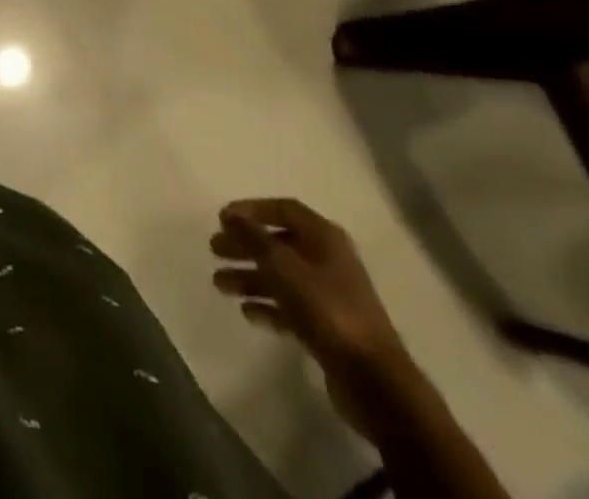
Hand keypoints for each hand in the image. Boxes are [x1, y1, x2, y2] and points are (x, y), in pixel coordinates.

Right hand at [211, 199, 411, 432]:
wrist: (373, 379)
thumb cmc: (326, 308)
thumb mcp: (283, 266)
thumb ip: (254, 238)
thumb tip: (231, 215)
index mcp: (324, 237)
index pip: (284, 209)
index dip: (252, 210)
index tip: (222, 218)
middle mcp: (327, 260)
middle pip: (278, 243)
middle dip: (245, 245)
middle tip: (214, 250)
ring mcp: (329, 295)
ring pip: (281, 277)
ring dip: (250, 277)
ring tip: (219, 284)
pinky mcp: (327, 327)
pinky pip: (290, 307)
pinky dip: (268, 306)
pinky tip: (247, 312)